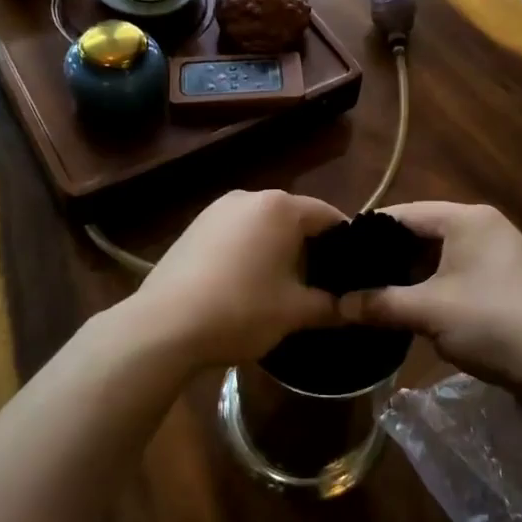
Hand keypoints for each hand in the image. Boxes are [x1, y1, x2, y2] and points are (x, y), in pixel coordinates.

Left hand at [128, 190, 345, 368]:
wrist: (165, 325)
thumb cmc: (241, 310)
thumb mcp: (294, 312)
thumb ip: (331, 306)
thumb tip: (356, 309)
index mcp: (280, 207)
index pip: (327, 216)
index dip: (345, 243)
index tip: (353, 272)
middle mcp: (249, 196)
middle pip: (294, 217)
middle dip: (311, 247)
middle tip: (321, 284)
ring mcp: (217, 209)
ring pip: (263, 225)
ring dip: (278, 249)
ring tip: (284, 287)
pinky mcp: (194, 227)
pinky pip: (236, 233)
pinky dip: (250, 251)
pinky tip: (246, 284)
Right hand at [338, 202, 521, 394]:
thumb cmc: (492, 324)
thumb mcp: (428, 312)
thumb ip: (380, 303)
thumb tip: (337, 305)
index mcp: (468, 218)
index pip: (405, 214)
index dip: (369, 232)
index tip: (339, 252)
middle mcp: (486, 226)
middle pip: (424, 233)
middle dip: (390, 257)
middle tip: (353, 277)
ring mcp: (501, 254)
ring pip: (441, 256)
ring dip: (411, 275)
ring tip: (375, 293)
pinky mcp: (508, 281)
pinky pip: (460, 273)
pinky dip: (435, 286)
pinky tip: (413, 306)